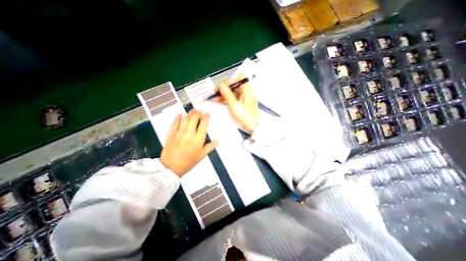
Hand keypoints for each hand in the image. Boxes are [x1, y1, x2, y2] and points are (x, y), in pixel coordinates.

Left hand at [161, 110, 218, 176]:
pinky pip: (175, 122)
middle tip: (200, 110)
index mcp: (198, 138)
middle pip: (195, 118)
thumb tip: (217, 141)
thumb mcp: (202, 155)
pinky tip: (180, 114)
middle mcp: (190, 132)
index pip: (204, 124)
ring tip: (193, 110)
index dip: (206, 117)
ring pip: (186, 119)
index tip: (207, 114)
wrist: (171, 167)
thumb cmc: (188, 162)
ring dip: (190, 113)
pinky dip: (178, 117)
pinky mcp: (171, 133)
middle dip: (198, 113)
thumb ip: (210, 147)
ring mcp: (180, 132)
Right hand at [214, 76, 258, 130]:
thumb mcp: (235, 106)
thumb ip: (228, 95)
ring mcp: (244, 98)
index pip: (239, 79)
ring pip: (233, 92)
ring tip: (215, 97)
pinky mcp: (242, 103)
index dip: (230, 81)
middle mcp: (246, 92)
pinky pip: (233, 98)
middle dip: (225, 88)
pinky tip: (220, 100)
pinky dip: (227, 99)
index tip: (222, 85)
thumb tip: (222, 86)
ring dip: (224, 94)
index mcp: (247, 91)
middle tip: (216, 91)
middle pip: (234, 86)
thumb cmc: (247, 117)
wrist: (253, 126)